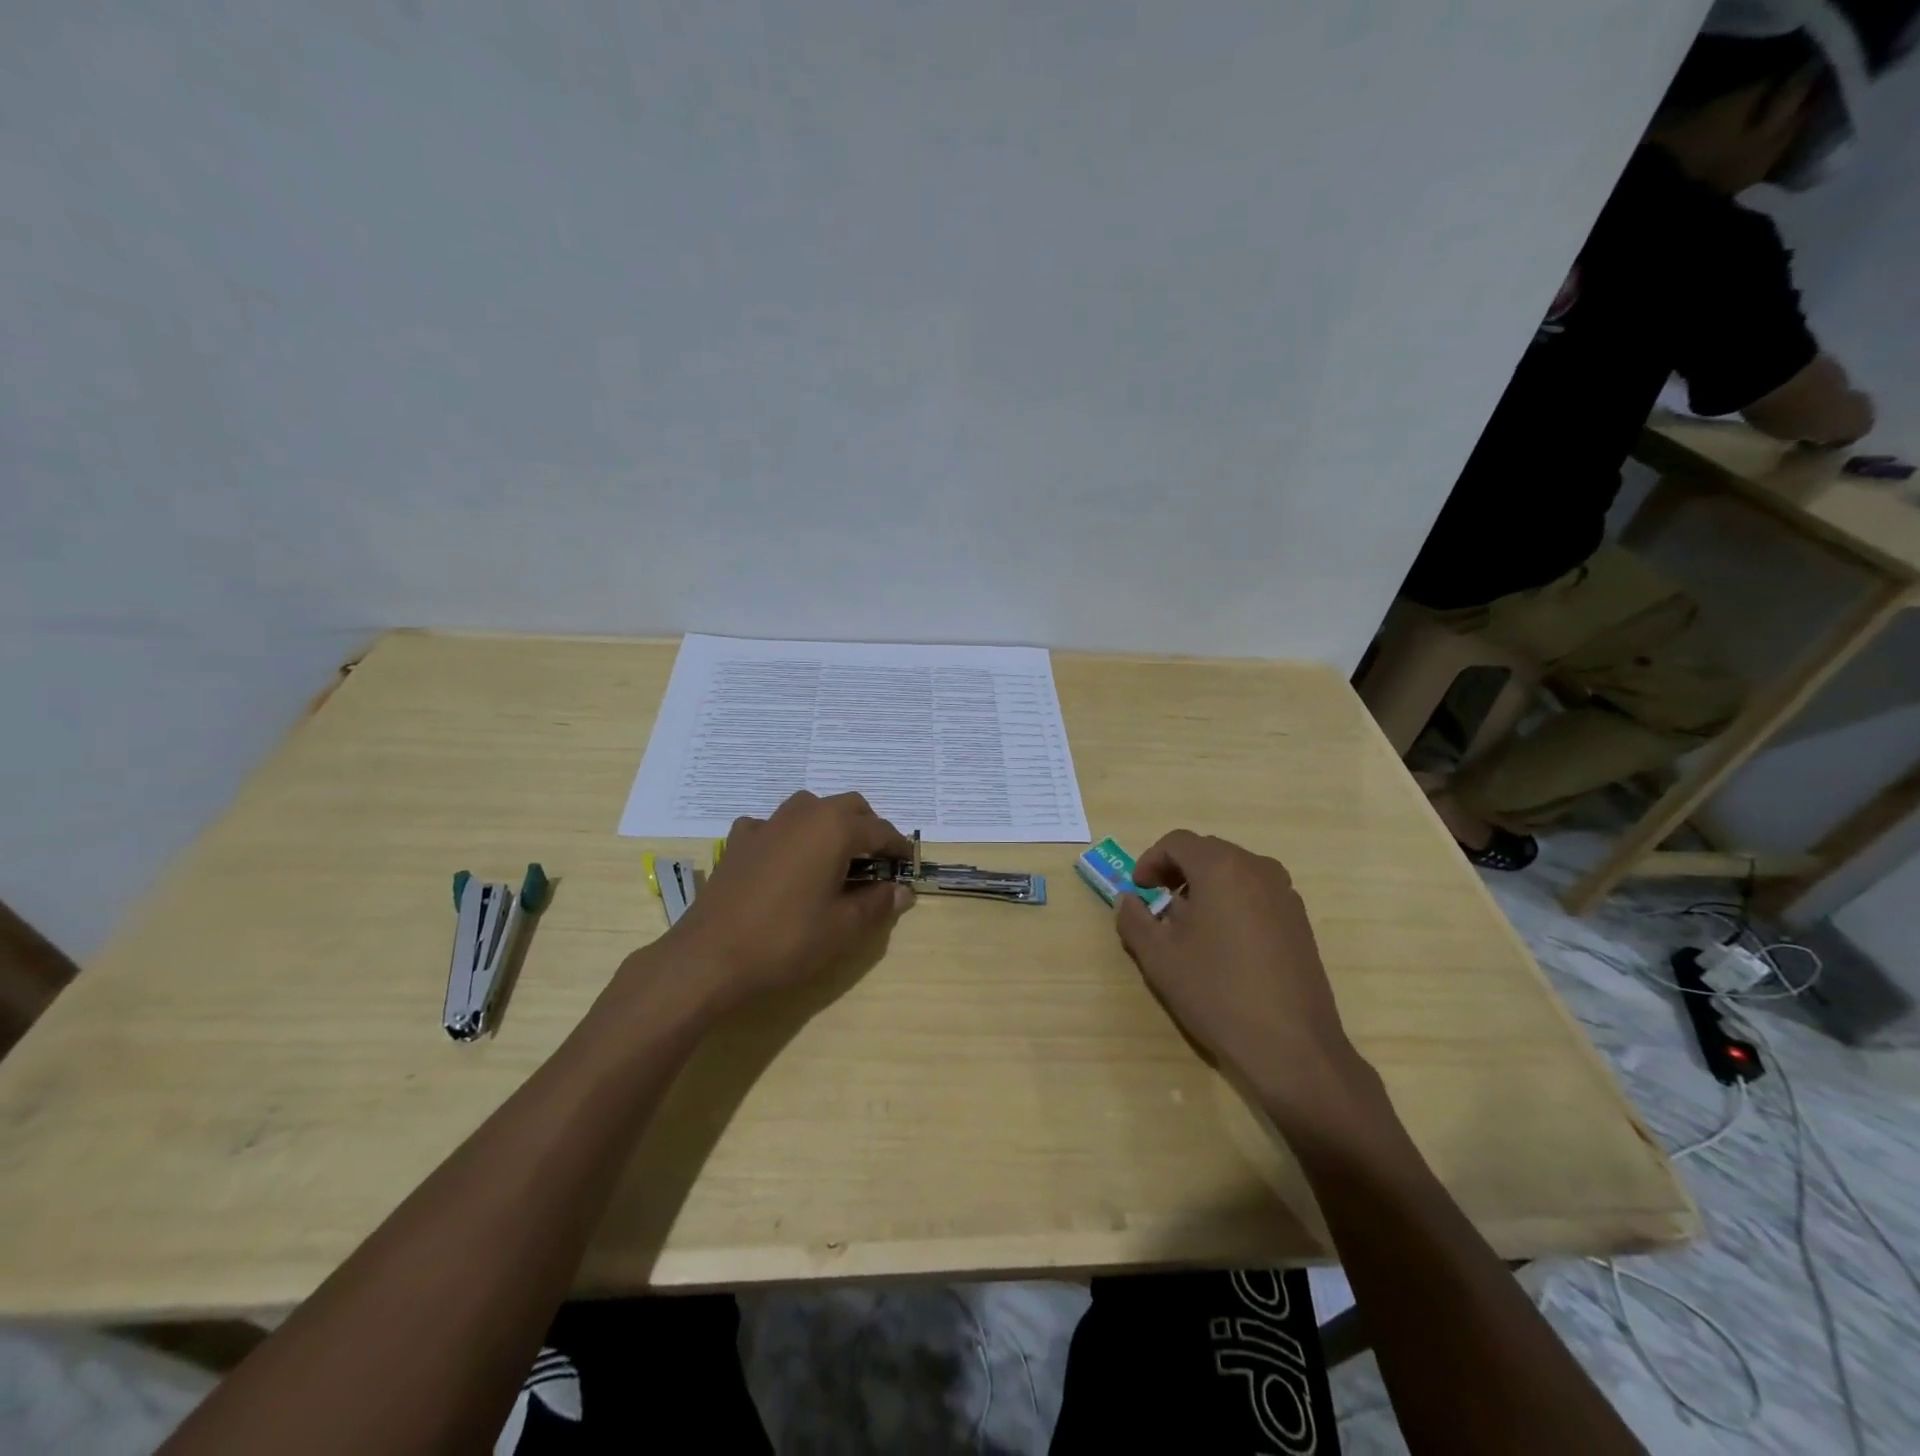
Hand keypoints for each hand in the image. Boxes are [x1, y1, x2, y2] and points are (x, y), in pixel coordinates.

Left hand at [654, 791, 915, 1009]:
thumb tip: (902, 891)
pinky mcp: (739, 841)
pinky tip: (787, 863)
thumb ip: (877, 903)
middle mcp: (803, 814)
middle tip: (877, 861)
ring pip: (810, 808)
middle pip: (848, 807)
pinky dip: (790, 836)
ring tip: (836, 859)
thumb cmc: (787, 940)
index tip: (908, 865)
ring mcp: (766, 824)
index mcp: (834, 829)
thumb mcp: (843, 928)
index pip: (879, 830)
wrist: (709, 957)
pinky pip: (774, 826)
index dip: (898, 848)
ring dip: (830, 825)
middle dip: (868, 828)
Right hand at [1115, 831, 1361, 1106]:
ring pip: (1234, 872)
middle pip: (1207, 852)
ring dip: (1204, 886)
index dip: (1150, 860)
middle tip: (1157, 903)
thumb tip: (1129, 900)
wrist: (1291, 1046)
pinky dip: (1231, 902)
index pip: (1177, 842)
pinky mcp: (1299, 921)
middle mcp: (1258, 869)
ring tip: (1188, 925)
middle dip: (1177, 871)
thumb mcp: (1158, 956)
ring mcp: (1285, 894)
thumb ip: (1134, 919)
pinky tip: (1222, 943)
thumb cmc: (1216, 992)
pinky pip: (1256, 894)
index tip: (1138, 890)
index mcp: (1221, 867)